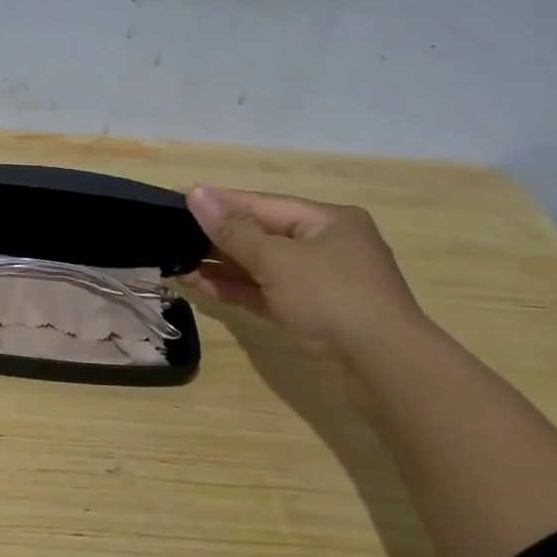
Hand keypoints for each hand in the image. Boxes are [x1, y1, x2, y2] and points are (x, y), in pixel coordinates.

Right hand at [183, 187, 427, 363]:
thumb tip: (196, 193)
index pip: (263, 204)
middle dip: (218, 238)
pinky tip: (202, 286)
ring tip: (178, 264)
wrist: (383, 363)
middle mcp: (326, 245)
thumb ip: (233, 230)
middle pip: (262, 235)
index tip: (180, 198)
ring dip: (222, 267)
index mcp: (327, 221)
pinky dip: (237, 289)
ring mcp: (320, 282)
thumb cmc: (332, 297)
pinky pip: (267, 292)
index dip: (221, 202)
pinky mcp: (311, 312)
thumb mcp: (278, 260)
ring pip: (262, 267)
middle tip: (172, 235)